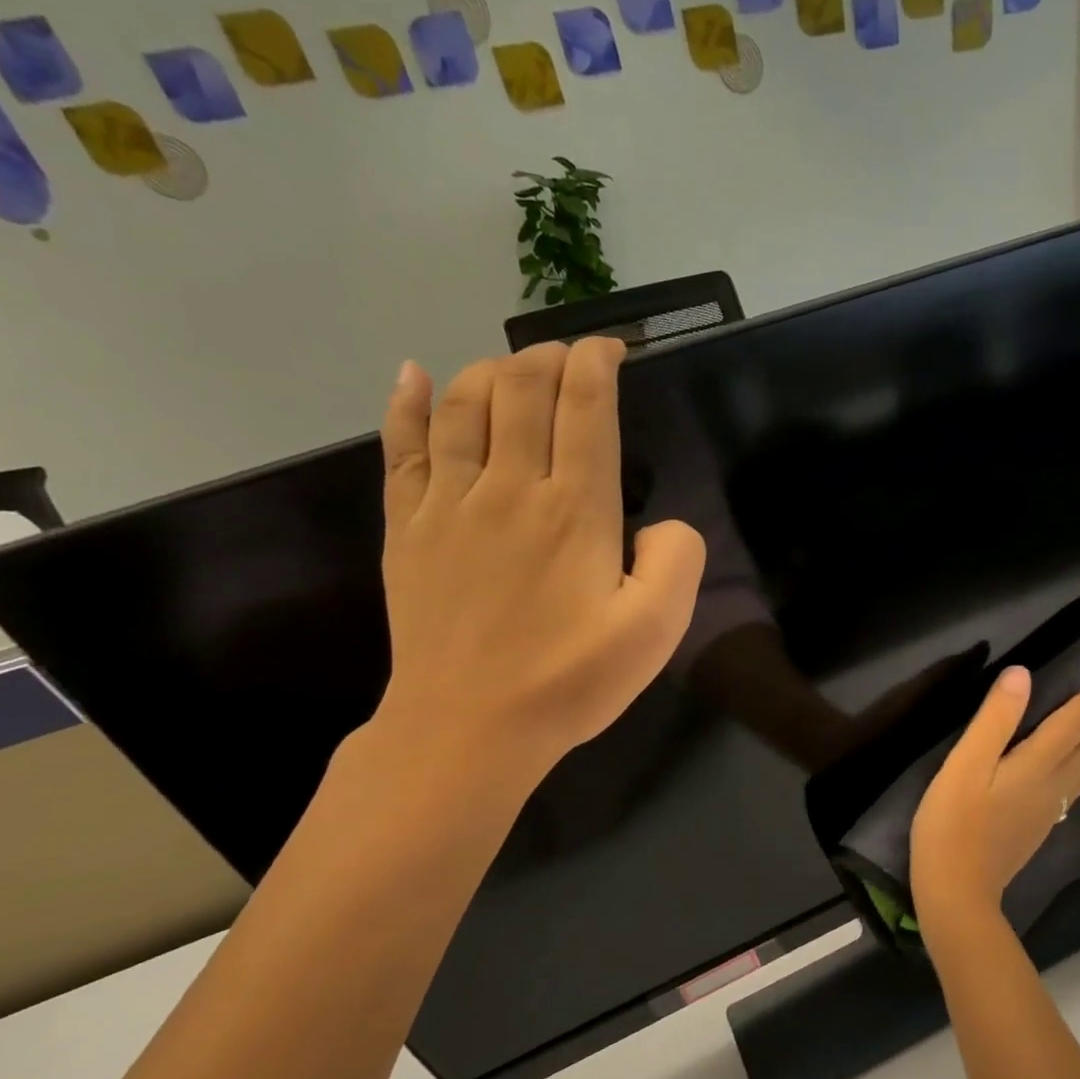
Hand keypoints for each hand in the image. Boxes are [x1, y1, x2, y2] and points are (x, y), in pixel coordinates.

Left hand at [372, 339, 705, 789]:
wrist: (469, 727)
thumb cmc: (571, 681)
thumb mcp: (656, 630)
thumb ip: (678, 561)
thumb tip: (660, 524)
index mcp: (576, 510)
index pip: (585, 408)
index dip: (598, 365)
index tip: (611, 351)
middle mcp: (510, 487)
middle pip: (522, 390)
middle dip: (550, 358)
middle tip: (570, 356)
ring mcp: (449, 504)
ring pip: (462, 404)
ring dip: (491, 370)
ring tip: (514, 368)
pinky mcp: (408, 528)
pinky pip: (401, 446)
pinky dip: (406, 402)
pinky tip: (412, 374)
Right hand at [911, 665, 1079, 938]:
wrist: (957, 890)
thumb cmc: (954, 823)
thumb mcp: (966, 764)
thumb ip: (995, 719)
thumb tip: (1023, 674)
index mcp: (1037, 765)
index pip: (1073, 722)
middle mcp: (1052, 785)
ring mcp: (1047, 810)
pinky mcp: (1037, 828)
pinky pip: (1074, 792)